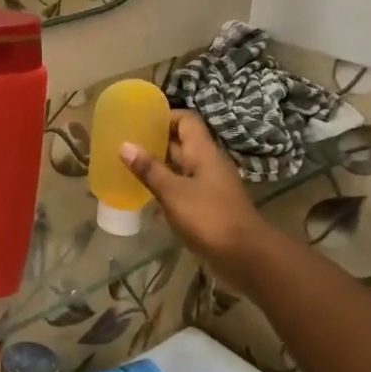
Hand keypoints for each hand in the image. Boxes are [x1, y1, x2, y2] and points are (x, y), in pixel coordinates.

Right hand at [122, 111, 263, 279]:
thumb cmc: (209, 217)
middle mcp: (208, 163)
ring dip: (158, 165)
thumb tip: (125, 145)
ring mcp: (210, 185)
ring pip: (181, 166)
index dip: (164, 116)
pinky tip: (146, 194)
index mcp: (203, 152)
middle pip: (182, 142)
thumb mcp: (173, 192)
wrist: (245, 255)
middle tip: (126, 143)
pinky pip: (184, 187)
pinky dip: (166, 186)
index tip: (138, 121)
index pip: (186, 120)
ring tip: (129, 166)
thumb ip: (149, 169)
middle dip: (155, 140)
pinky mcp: (208, 205)